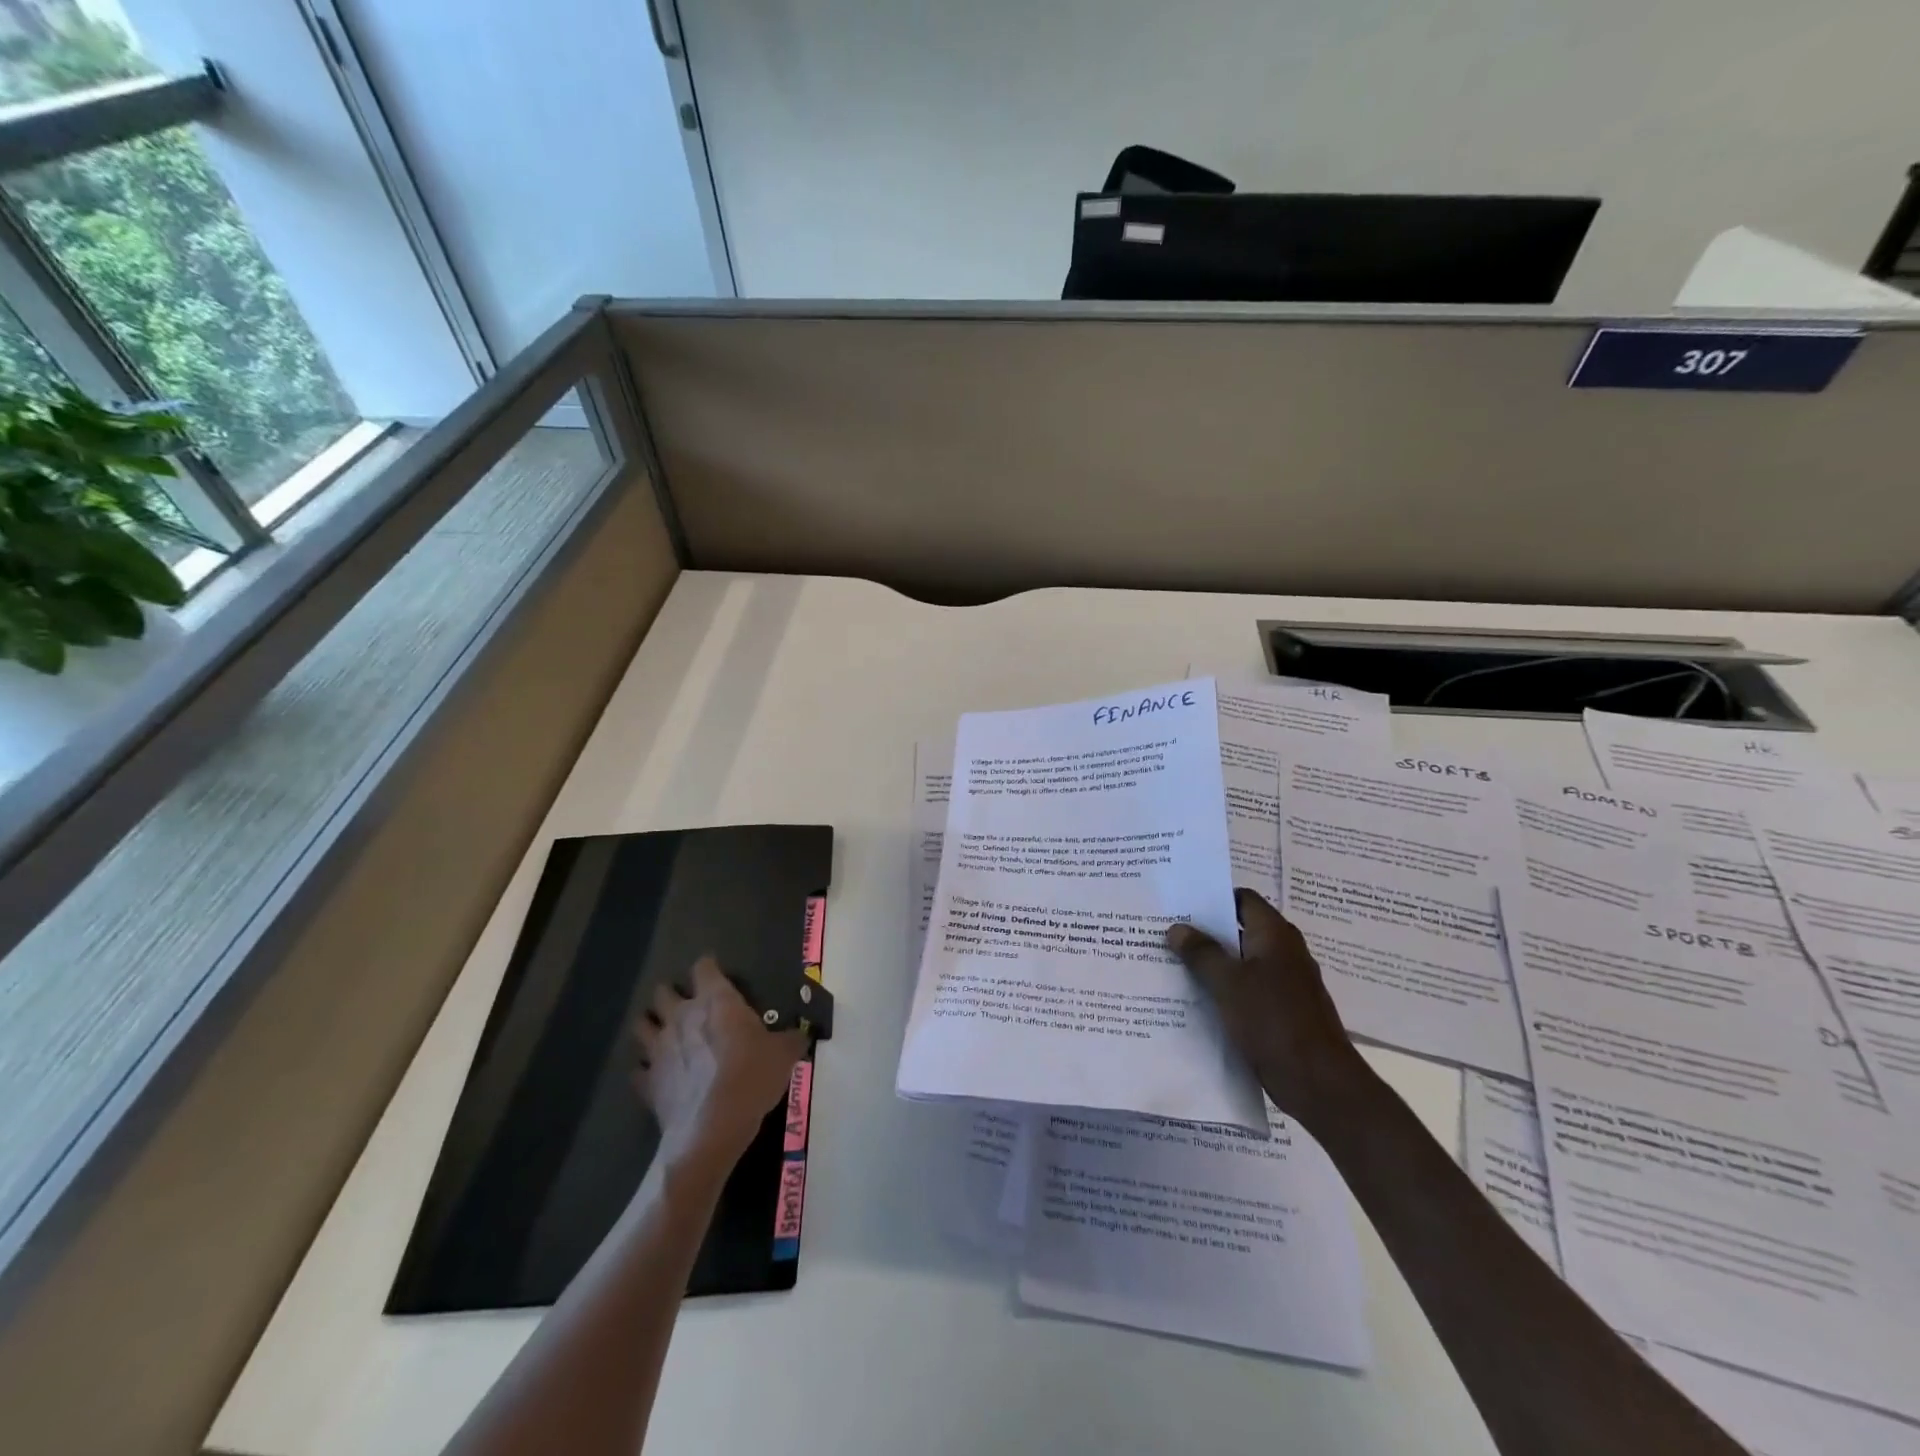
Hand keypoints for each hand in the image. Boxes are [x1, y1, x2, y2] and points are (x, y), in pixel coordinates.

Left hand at [632, 956, 807, 1175]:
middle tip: (686, 1004)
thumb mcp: (784, 1055)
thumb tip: (802, 1035)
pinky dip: (644, 1069)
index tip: (715, 972)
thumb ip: (792, 1039)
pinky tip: (655, 1075)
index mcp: (716, 1001)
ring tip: (662, 1032)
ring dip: (650, 1024)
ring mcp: (659, 1049)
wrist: (713, 1128)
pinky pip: (638, 1069)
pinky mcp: (648, 1082)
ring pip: (641, 1025)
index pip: (704, 968)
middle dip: (671, 994)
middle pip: (662, 992)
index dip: (708, 967)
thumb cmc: (752, 1077)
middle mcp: (682, 1017)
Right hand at [1167, 889, 1367, 1128]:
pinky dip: (1226, 990)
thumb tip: (1177, 928)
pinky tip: (1197, 999)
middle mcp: (1284, 952)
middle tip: (1168, 934)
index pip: (1243, 899)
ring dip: (1213, 963)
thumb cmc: (1273, 1021)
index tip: (1181, 904)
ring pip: (1242, 962)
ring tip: (1174, 965)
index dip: (1213, 898)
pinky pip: (1249, 989)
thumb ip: (1201, 953)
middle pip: (1241, 930)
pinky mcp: (1284, 1012)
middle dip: (1206, 933)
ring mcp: (1287, 983)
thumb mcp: (1228, 983)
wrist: (1318, 1083)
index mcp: (1275, 935)